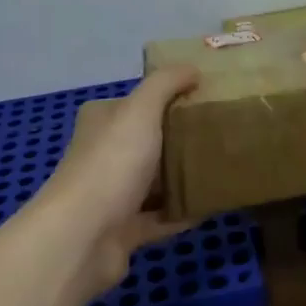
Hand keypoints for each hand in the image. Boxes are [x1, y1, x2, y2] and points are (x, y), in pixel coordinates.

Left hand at [33, 66, 198, 295]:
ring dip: (183, 177)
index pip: (136, 103)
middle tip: (220, 132)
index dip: (167, 97)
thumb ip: (166, 83)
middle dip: (180, 139)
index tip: (204, 98)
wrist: (83, 237)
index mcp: (101, 122)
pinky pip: (161, 218)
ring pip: (155, 181)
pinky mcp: (123, 231)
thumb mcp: (141, 109)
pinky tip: (213, 204)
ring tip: (222, 166)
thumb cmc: (112, 163)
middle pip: (148, 142)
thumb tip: (193, 68)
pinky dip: (184, 212)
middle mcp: (102, 155)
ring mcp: (111, 196)